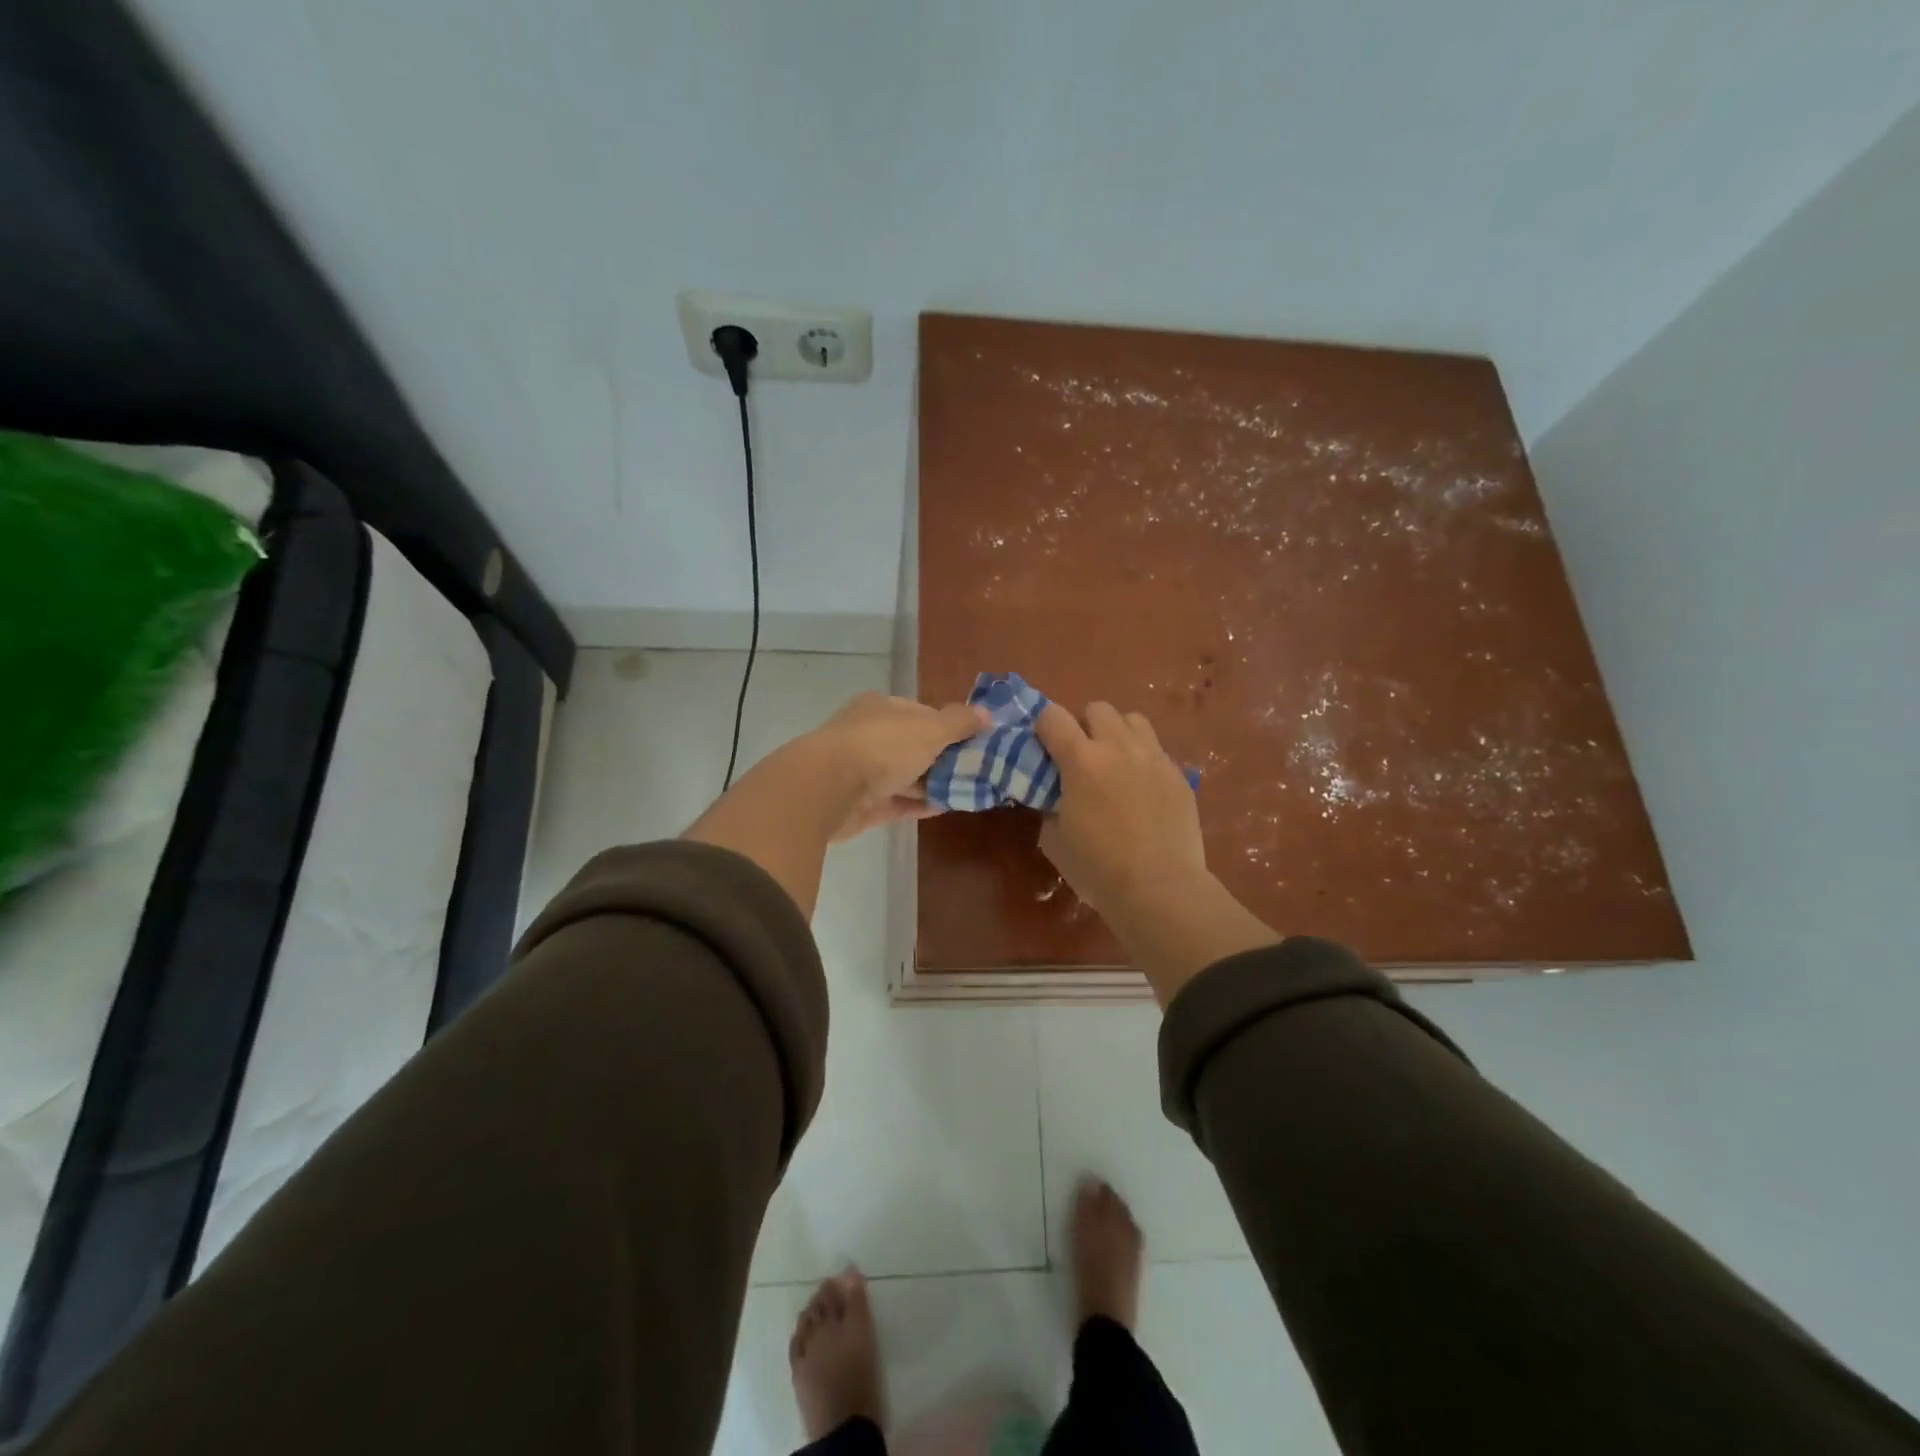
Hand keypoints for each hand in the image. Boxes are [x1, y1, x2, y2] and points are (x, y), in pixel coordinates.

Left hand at [807, 692, 986, 840]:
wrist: (828, 789)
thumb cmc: (882, 747)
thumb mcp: (930, 729)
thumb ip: (959, 722)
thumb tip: (987, 713)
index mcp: (881, 708)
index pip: (921, 713)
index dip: (949, 725)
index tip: (975, 741)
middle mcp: (869, 735)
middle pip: (914, 745)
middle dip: (944, 757)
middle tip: (978, 769)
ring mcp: (862, 771)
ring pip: (906, 775)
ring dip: (933, 783)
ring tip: (969, 791)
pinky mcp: (861, 804)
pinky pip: (898, 802)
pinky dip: (920, 804)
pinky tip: (946, 808)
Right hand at [1034, 702, 1209, 912]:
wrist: (1160, 888)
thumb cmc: (1097, 868)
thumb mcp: (1055, 840)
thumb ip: (1050, 806)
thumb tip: (1055, 797)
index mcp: (1081, 760)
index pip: (1053, 716)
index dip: (1043, 726)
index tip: (1043, 746)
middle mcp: (1119, 747)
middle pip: (1098, 708)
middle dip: (1084, 725)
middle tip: (1082, 756)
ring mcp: (1154, 758)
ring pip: (1133, 720)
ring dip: (1118, 734)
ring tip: (1116, 763)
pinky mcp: (1179, 775)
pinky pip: (1157, 751)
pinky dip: (1144, 760)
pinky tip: (1142, 790)